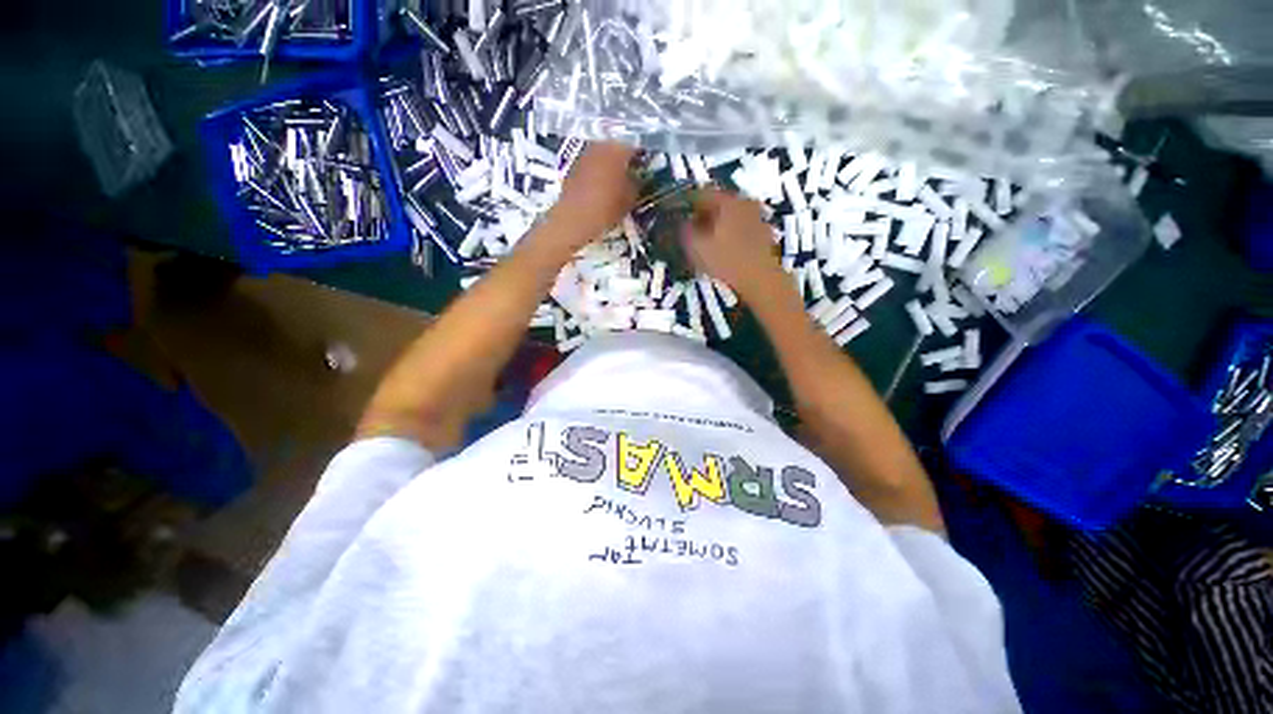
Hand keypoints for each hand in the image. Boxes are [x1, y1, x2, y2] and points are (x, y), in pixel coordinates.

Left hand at [549, 142, 638, 248]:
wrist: (575, 218)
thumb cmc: (607, 207)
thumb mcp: (631, 198)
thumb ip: (637, 183)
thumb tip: (638, 177)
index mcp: (618, 149)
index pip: (636, 146)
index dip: (642, 157)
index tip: (646, 167)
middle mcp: (600, 145)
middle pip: (617, 148)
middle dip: (624, 160)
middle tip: (632, 174)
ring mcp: (584, 154)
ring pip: (602, 156)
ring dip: (610, 166)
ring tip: (616, 181)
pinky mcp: (573, 166)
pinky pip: (591, 165)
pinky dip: (597, 173)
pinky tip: (601, 187)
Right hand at [681, 188, 786, 302]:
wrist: (761, 279)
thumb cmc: (726, 260)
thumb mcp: (697, 247)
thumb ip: (685, 230)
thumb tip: (681, 223)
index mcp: (727, 201)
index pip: (701, 194)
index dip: (686, 203)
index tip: (676, 214)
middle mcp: (744, 202)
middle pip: (717, 204)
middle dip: (701, 215)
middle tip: (688, 228)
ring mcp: (757, 217)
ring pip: (729, 216)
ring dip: (715, 225)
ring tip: (703, 241)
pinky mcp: (763, 234)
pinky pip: (739, 228)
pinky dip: (728, 234)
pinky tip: (721, 249)